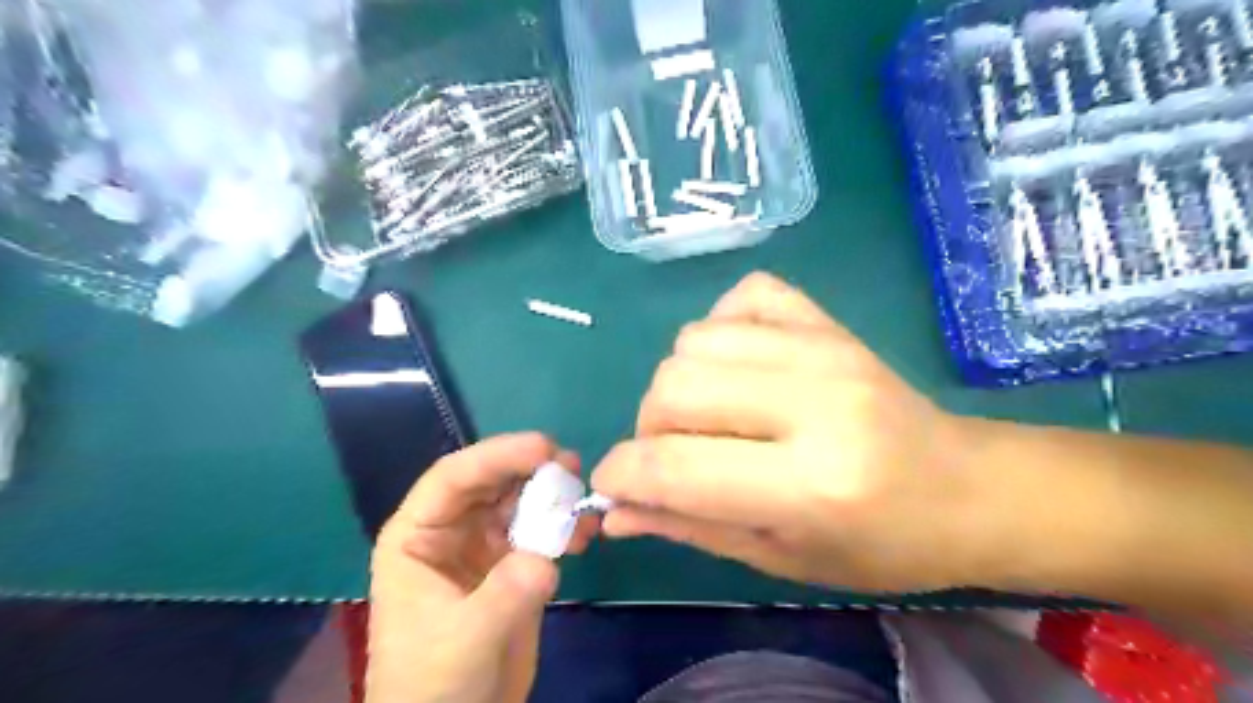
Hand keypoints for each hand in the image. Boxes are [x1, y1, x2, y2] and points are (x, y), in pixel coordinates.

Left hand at [368, 433, 595, 702]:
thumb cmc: (433, 685)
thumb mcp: (465, 639)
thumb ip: (506, 592)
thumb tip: (548, 557)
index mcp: (418, 536)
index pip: (453, 478)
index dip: (496, 455)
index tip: (543, 448)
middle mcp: (451, 530)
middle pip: (492, 482)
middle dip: (531, 468)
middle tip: (573, 465)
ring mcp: (485, 546)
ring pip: (521, 502)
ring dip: (553, 496)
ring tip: (584, 500)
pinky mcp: (514, 565)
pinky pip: (542, 531)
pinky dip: (565, 526)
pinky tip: (587, 531)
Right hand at [591, 273, 1004, 592]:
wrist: (968, 488)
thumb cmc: (879, 545)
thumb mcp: (780, 558)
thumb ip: (690, 527)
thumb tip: (614, 509)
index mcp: (810, 484)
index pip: (672, 465)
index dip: (621, 474)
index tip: (614, 485)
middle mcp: (814, 402)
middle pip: (673, 387)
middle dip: (649, 427)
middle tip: (674, 454)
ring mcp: (824, 347)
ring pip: (695, 340)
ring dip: (680, 382)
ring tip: (710, 414)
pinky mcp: (829, 320)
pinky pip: (743, 295)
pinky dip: (723, 329)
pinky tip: (740, 364)